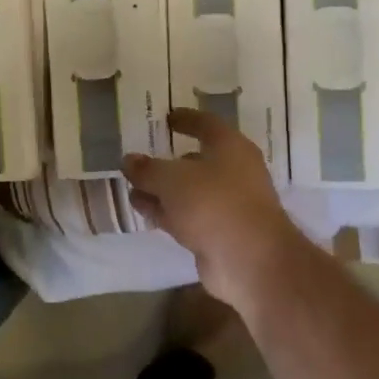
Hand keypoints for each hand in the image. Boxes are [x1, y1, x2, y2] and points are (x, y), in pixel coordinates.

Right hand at [123, 109, 308, 304]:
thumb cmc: (214, 203)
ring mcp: (227, 205)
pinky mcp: (218, 233)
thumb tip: (129, 160)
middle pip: (196, 160)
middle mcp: (233, 172)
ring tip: (131, 184)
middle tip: (141, 155)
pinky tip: (142, 208)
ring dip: (162, 188)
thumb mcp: (172, 178)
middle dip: (169, 160)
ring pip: (189, 191)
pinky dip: (166, 210)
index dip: (186, 119)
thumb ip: (147, 168)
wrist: (249, 261)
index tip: (167, 117)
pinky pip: (187, 215)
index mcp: (230, 147)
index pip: (206, 124)